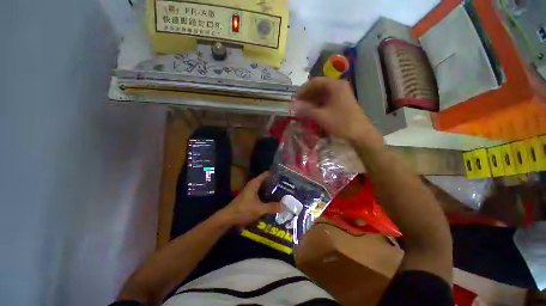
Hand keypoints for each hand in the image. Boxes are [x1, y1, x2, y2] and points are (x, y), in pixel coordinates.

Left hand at [220, 172, 281, 225]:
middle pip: (265, 182)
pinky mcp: (249, 198)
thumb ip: (271, 207)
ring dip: (270, 191)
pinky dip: (266, 196)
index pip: (265, 174)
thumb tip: (284, 206)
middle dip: (274, 184)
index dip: (274, 174)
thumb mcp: (259, 209)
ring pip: (262, 189)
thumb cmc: (243, 210)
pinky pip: (260, 195)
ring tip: (280, 193)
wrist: (228, 218)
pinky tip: (271, 201)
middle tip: (284, 186)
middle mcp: (252, 186)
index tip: (283, 176)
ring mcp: (250, 192)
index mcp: (254, 184)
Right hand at [291, 77, 378, 141]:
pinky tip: (312, 112)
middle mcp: (338, 87)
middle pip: (318, 87)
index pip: (315, 82)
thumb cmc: (341, 123)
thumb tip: (292, 105)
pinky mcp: (342, 103)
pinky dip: (318, 105)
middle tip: (298, 105)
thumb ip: (306, 109)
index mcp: (335, 86)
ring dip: (312, 101)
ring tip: (303, 110)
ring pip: (322, 95)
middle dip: (307, 96)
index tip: (295, 99)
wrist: (360, 134)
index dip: (303, 90)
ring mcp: (341, 95)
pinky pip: (326, 101)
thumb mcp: (321, 116)